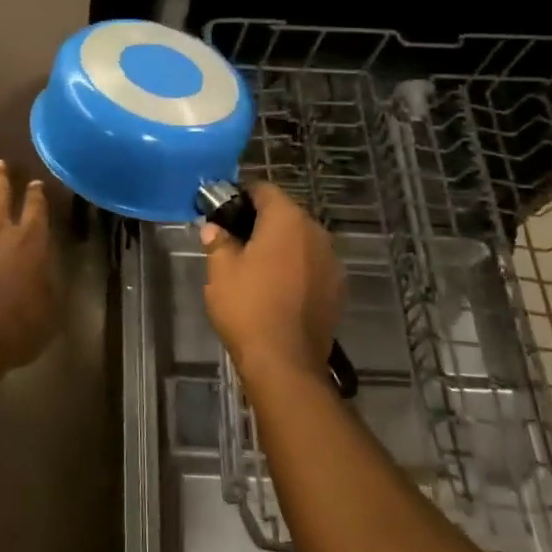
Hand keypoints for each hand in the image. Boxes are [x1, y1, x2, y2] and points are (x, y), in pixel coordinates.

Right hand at [201, 183, 342, 383]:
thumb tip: (215, 229)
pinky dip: (295, 267)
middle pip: (285, 213)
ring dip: (280, 245)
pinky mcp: (337, 288)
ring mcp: (331, 261)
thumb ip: (218, 241)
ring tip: (254, 264)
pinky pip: (312, 264)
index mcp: (287, 220)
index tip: (223, 211)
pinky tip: (276, 287)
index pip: (264, 190)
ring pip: (300, 240)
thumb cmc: (248, 306)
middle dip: (261, 221)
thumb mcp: (221, 270)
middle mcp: (315, 233)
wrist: (285, 361)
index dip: (241, 196)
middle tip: (234, 238)